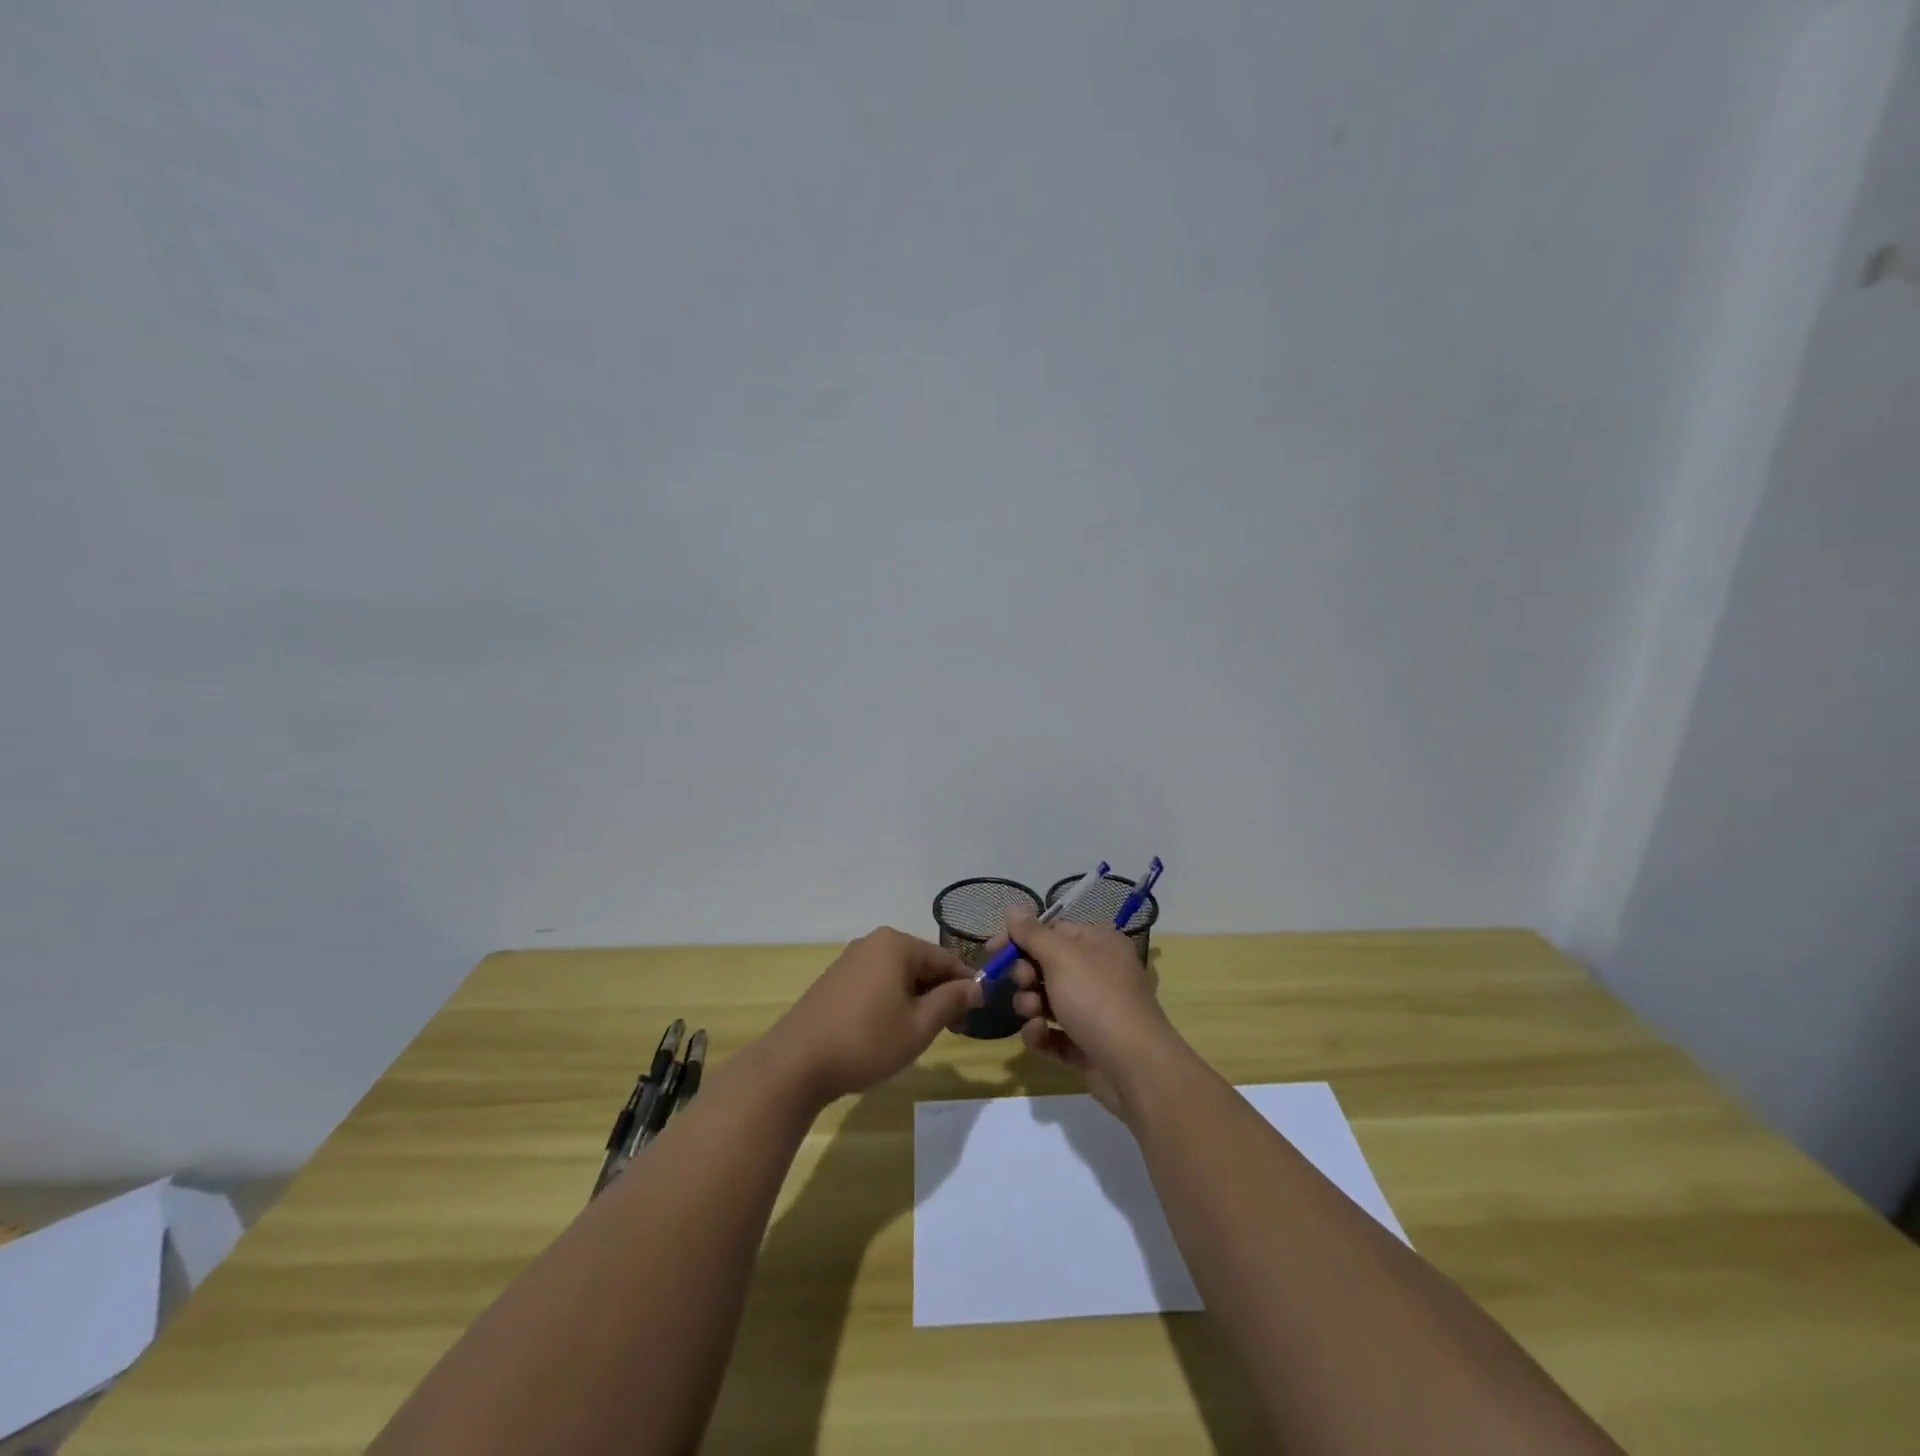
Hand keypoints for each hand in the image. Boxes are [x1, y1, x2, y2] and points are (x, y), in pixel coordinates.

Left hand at [762, 928, 982, 1105]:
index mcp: (897, 944)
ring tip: (922, 1033)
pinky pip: (877, 982)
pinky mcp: (835, 979)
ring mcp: (851, 959)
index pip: (946, 959)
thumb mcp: (919, 1026)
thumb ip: (951, 1001)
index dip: (966, 985)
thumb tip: (977, 986)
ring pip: (899, 974)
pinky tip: (890, 1030)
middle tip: (953, 1028)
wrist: (795, 1063)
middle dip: (940, 992)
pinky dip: (892, 1000)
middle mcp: (874, 942)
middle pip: (921, 964)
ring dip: (916, 999)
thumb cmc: (866, 1041)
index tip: (979, 1013)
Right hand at [1002, 908, 1176, 1120]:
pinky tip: (1039, 1036)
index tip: (992, 951)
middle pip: (1044, 964)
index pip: (1051, 930)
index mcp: (1097, 943)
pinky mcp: (1083, 1044)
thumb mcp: (1061, 957)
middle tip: (1024, 983)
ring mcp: (1090, 1010)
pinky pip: (1050, 1033)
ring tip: (1033, 1014)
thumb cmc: (1097, 999)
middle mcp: (1096, 972)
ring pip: (1044, 999)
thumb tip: (1012, 906)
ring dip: (1030, 1004)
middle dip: (1025, 975)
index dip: (1020, 938)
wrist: (1134, 1067)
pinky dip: (1040, 1034)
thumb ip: (1032, 933)